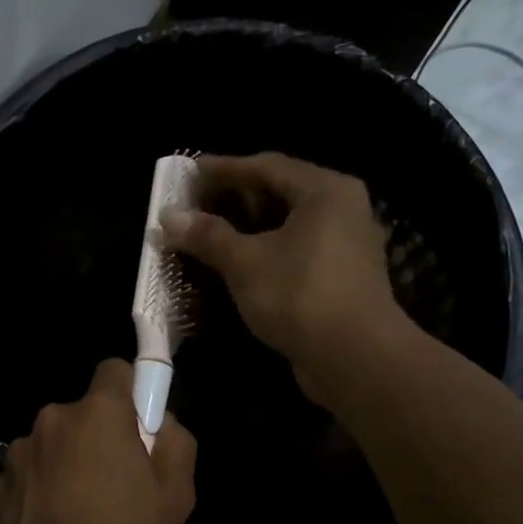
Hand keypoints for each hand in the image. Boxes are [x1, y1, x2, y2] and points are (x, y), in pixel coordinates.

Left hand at [0, 359, 196, 523]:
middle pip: (85, 413)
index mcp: (98, 411)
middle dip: (101, 435)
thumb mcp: (175, 495)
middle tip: (119, 481)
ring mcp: (20, 451)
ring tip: (82, 511)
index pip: (115, 370)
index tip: (141, 426)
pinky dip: (43, 487)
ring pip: (55, 443)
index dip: (132, 392)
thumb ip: (177, 444)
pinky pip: (32, 473)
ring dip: (69, 462)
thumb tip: (162, 423)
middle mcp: (53, 419)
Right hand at [161, 153, 402, 396]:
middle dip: (233, 199)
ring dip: (247, 228)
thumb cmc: (299, 295)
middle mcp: (342, 208)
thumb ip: (207, 235)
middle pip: (279, 192)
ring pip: (288, 224)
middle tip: (194, 205)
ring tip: (209, 235)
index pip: (265, 166)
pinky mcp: (342, 276)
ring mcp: (346, 244)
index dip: (222, 169)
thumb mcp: (245, 262)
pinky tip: (237, 265)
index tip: (187, 173)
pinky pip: (296, 250)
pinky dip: (265, 251)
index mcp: (324, 190)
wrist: (354, 357)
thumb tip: (168, 216)